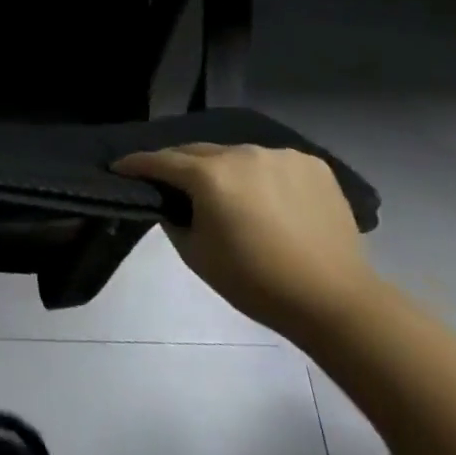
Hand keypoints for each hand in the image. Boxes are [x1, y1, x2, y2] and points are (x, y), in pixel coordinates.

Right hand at [111, 143, 377, 340]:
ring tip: (227, 193)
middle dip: (180, 165)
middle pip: (198, 152)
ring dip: (224, 169)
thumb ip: (174, 219)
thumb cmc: (257, 283)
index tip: (119, 167)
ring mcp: (279, 155)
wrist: (336, 303)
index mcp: (209, 175)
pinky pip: (273, 162)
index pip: (160, 161)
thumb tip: (172, 202)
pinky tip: (269, 199)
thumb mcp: (197, 256)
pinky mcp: (312, 163)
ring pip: (237, 155)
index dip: (136, 164)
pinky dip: (262, 175)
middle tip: (171, 183)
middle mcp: (241, 153)